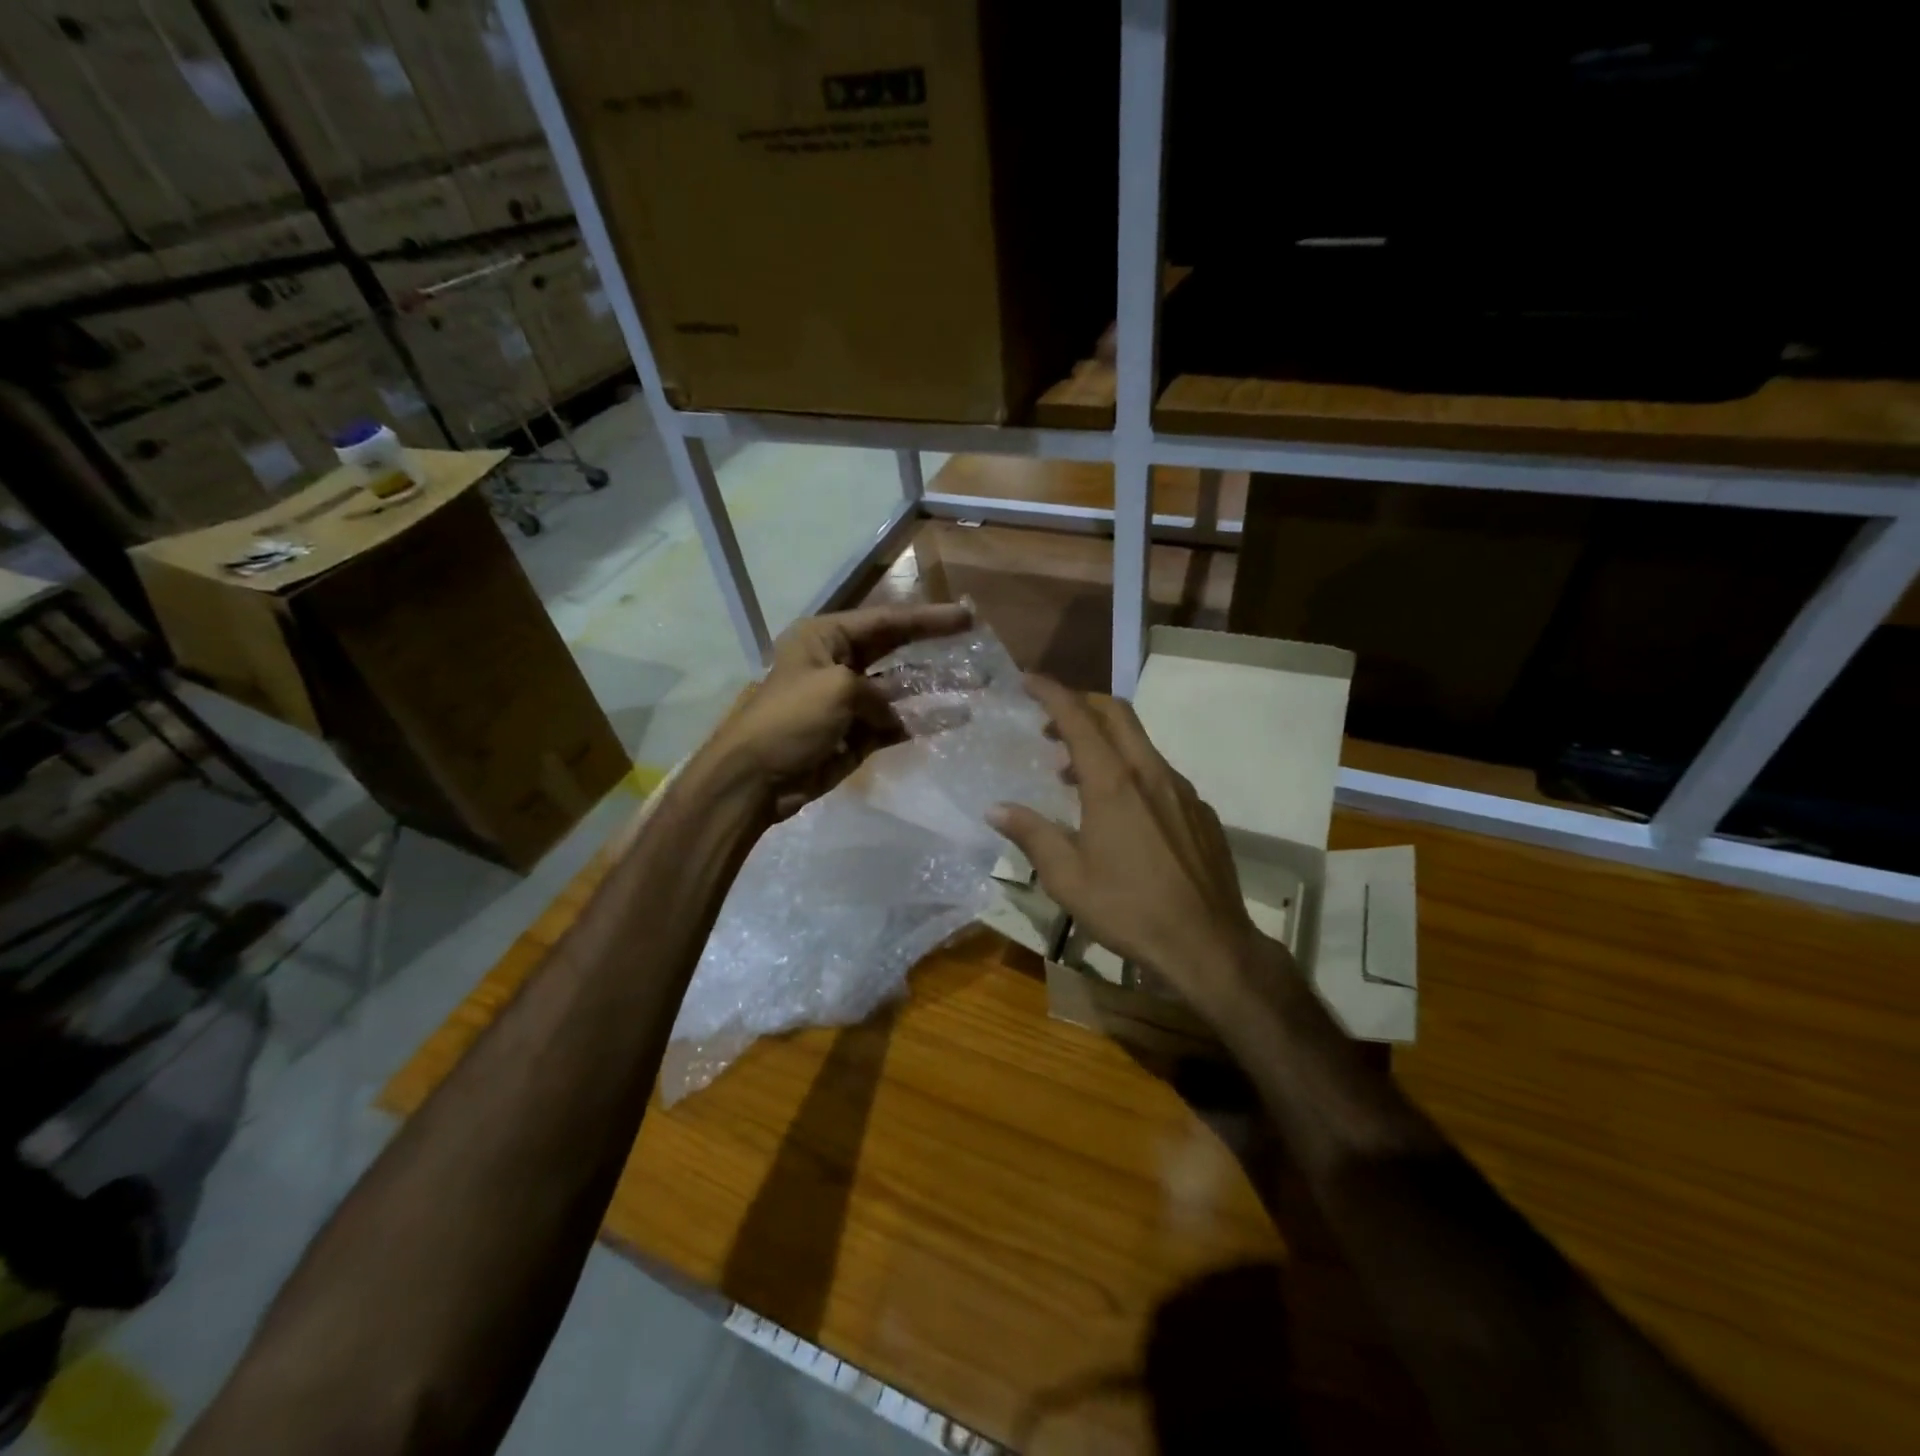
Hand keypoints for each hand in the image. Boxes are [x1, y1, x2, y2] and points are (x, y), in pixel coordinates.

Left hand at [705, 602, 971, 816]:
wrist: (757, 778)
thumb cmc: (790, 719)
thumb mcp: (837, 690)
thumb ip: (877, 693)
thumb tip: (891, 716)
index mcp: (825, 639)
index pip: (885, 621)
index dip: (927, 619)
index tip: (965, 616)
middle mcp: (839, 663)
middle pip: (896, 650)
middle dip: (935, 646)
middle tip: (976, 642)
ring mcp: (850, 701)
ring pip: (901, 689)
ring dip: (936, 686)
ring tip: (977, 682)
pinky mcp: (857, 735)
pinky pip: (896, 722)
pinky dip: (923, 721)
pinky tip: (956, 717)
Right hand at [989, 676, 1281, 1015]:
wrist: (1208, 945)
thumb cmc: (1129, 910)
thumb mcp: (1067, 879)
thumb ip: (1031, 835)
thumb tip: (996, 809)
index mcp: (1113, 783)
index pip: (1078, 717)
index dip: (1051, 692)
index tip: (1029, 680)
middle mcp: (1150, 773)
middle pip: (1116, 714)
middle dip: (1081, 704)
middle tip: (1049, 724)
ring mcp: (1182, 790)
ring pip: (1139, 743)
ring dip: (1104, 741)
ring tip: (1073, 773)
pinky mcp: (1201, 811)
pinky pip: (1159, 773)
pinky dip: (1131, 770)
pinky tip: (1121, 810)